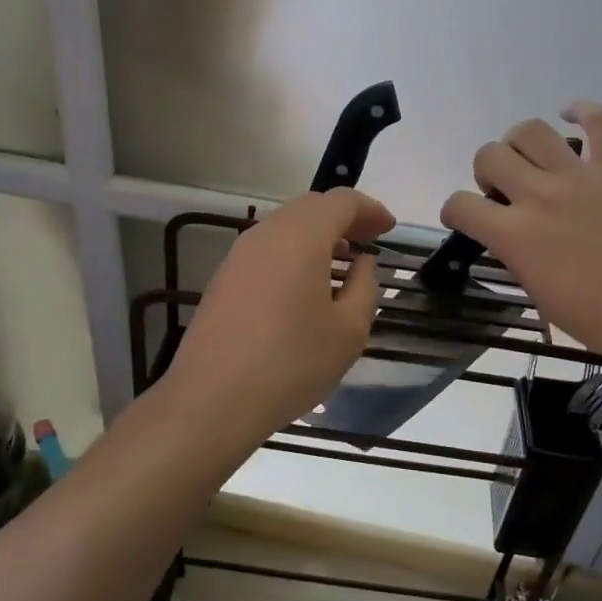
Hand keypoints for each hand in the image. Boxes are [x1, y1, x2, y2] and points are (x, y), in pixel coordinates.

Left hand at [164, 188, 395, 440]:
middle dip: (344, 218)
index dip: (370, 210)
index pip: (341, 202)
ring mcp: (239, 254)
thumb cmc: (291, 362)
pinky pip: (267, 249)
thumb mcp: (348, 331)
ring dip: (317, 235)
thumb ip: (364, 288)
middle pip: (311, 207)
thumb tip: (361, 265)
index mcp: (301, 235)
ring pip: (285, 227)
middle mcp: (267, 233)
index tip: (389, 229)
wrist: (212, 398)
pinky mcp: (224, 278)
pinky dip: (294, 253)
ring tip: (341, 260)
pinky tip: (305, 284)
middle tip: (369, 241)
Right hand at [440, 102, 601, 383]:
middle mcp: (540, 196)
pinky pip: (600, 120)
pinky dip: (583, 111)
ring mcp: (581, 176)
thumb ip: (518, 256)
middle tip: (506, 190)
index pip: (461, 205)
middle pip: (489, 155)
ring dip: (520, 143)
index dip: (456, 210)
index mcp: (515, 236)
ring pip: (530, 130)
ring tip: (532, 159)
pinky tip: (573, 117)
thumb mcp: (540, 296)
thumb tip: (513, 237)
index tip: (465, 217)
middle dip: (487, 171)